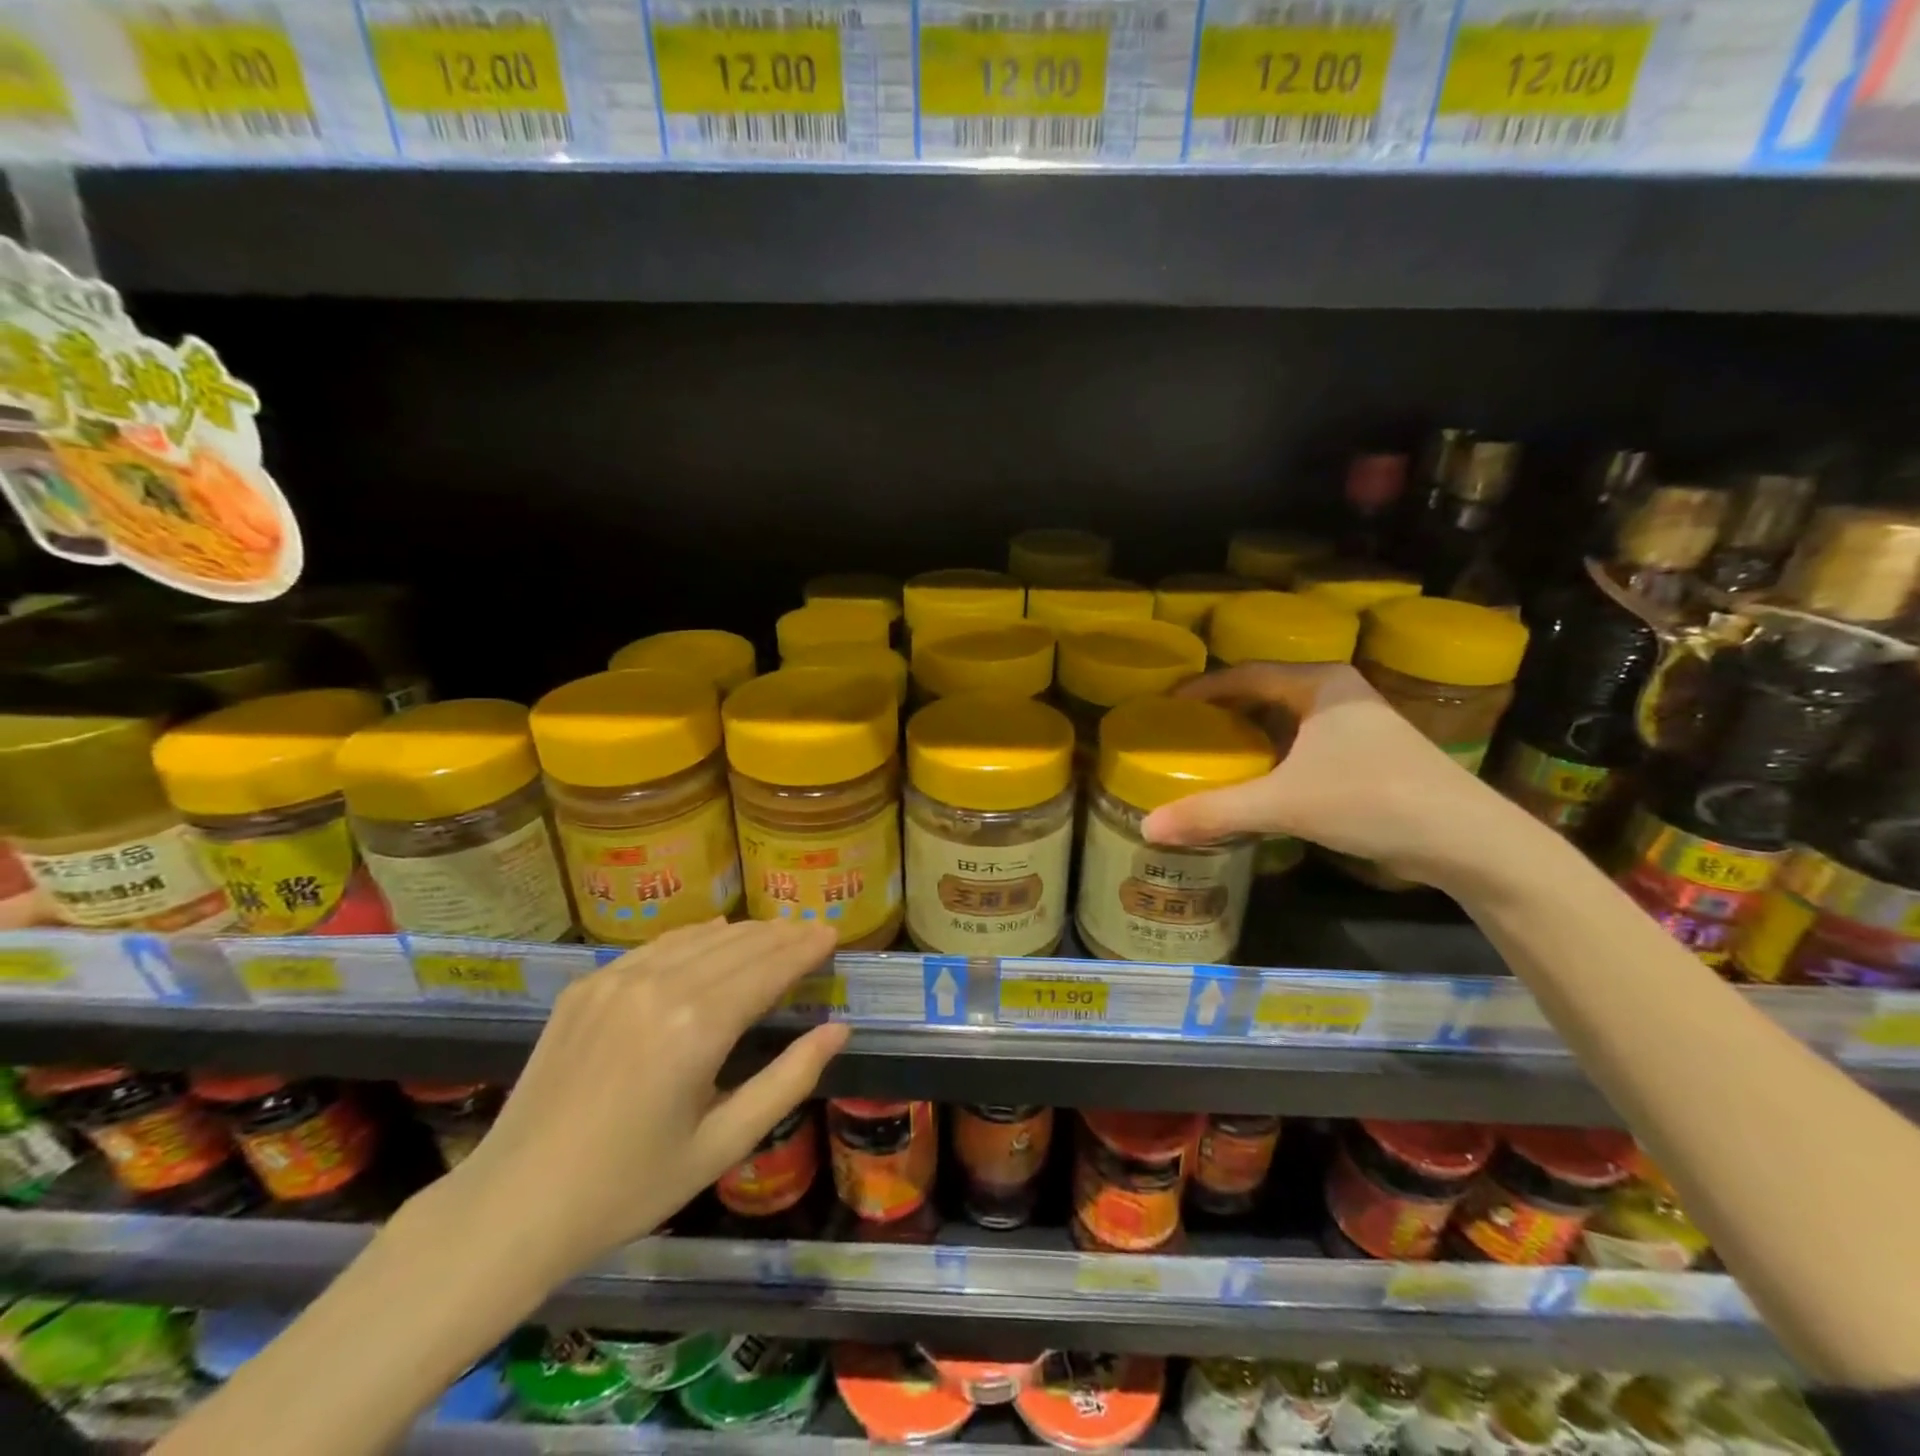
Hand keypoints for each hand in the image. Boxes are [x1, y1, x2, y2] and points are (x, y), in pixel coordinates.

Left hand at [440, 918, 845, 1281]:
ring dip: (743, 932)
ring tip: (775, 931)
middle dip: (782, 934)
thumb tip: (838, 1030)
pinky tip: (713, 934)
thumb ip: (788, 1081)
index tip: (832, 933)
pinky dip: (695, 937)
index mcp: (697, 1028)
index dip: (804, 948)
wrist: (513, 1206)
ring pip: (698, 937)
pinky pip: (657, 946)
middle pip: (738, 945)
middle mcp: (659, 987)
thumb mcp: (722, 1145)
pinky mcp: (587, 985)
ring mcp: (617, 979)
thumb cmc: (629, 1187)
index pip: (768, 969)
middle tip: (813, 929)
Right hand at [1140, 663, 1519, 886]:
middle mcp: (1339, 692)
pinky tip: (1259, 780)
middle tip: (1182, 732)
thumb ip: (1214, 812)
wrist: (1468, 840)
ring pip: (1288, 719)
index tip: (1165, 705)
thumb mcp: (1283, 804)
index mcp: (1318, 683)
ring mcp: (1359, 723)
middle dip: (1223, 711)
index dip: (1201, 688)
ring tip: (1211, 755)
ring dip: (1250, 734)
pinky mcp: (1370, 754)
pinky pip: (1305, 742)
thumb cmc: (1371, 801)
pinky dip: (1275, 754)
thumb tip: (1146, 828)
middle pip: (1265, 692)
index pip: (1244, 673)